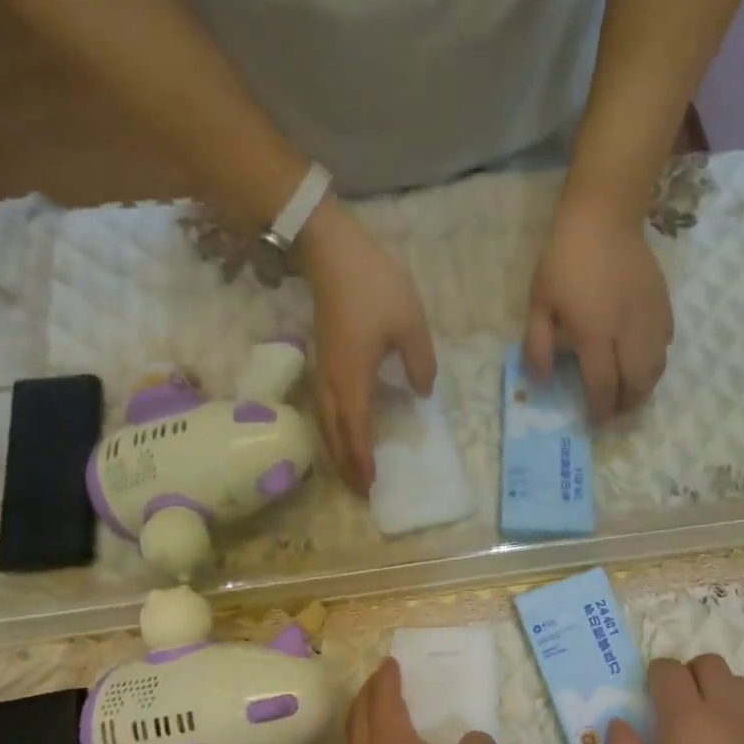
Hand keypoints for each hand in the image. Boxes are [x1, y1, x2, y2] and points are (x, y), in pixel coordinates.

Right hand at [297, 200, 436, 491]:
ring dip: (337, 449)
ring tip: (349, 470)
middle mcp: (333, 381)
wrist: (332, 253)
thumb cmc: (375, 288)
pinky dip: (333, 428)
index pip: (358, 430)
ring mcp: (323, 370)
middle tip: (360, 490)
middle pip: (336, 433)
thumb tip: (421, 392)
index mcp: (354, 378)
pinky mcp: (322, 358)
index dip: (363, 459)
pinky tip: (343, 430)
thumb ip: (420, 363)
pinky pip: (324, 406)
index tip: (371, 485)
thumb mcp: (411, 325)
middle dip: (347, 464)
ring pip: (326, 422)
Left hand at [524, 188, 673, 421]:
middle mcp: (627, 333)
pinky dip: (657, 359)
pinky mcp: (663, 304)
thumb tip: (541, 381)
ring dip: (645, 387)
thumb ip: (537, 346)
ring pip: (657, 367)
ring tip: (632, 393)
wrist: (602, 219)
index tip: (595, 422)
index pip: (603, 385)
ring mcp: (650, 318)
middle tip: (616, 412)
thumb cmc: (563, 262)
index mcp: (595, 335)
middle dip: (627, 405)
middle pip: (637, 383)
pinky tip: (644, 359)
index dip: (600, 410)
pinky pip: (666, 342)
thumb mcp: (538, 304)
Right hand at [606, 655, 743, 743]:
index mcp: (687, 716)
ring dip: (723, 692)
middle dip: (691, 674)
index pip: (669, 669)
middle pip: (709, 663)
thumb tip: (617, 723)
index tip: (652, 695)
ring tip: (715, 723)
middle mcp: (726, 707)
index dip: (656, 675)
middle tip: (682, 705)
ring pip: (740, 682)